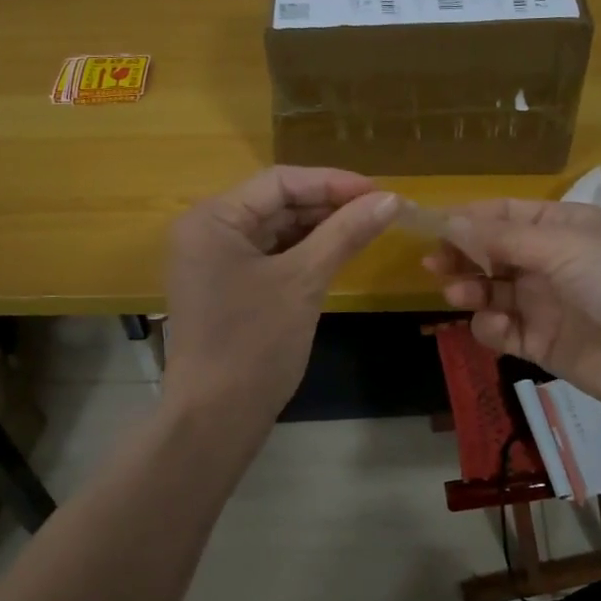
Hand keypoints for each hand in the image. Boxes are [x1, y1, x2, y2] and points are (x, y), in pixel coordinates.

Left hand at [164, 167, 398, 442]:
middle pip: (277, 203)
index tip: (382, 192)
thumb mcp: (304, 281)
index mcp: (213, 218)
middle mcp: (207, 231)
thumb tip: (393, 198)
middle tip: (382, 211)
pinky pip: (270, 256)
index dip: (334, 182)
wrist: (215, 419)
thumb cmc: (255, 344)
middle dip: (329, 205)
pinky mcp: (227, 287)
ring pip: (276, 230)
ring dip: (320, 229)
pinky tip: (339, 253)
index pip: (280, 181)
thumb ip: (346, 233)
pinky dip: (304, 253)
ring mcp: (214, 261)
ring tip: (368, 229)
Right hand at [424, 199, 600, 422]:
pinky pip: (503, 329)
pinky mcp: (542, 343)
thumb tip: (450, 222)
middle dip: (462, 256)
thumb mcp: (563, 246)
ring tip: (459, 294)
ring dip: (471, 290)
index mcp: (561, 226)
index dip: (467, 219)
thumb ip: (502, 237)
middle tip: (434, 265)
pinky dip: (491, 326)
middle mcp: (550, 261)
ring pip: (492, 291)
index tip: (429, 227)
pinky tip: (496, 325)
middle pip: (492, 253)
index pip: (503, 214)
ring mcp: (545, 303)